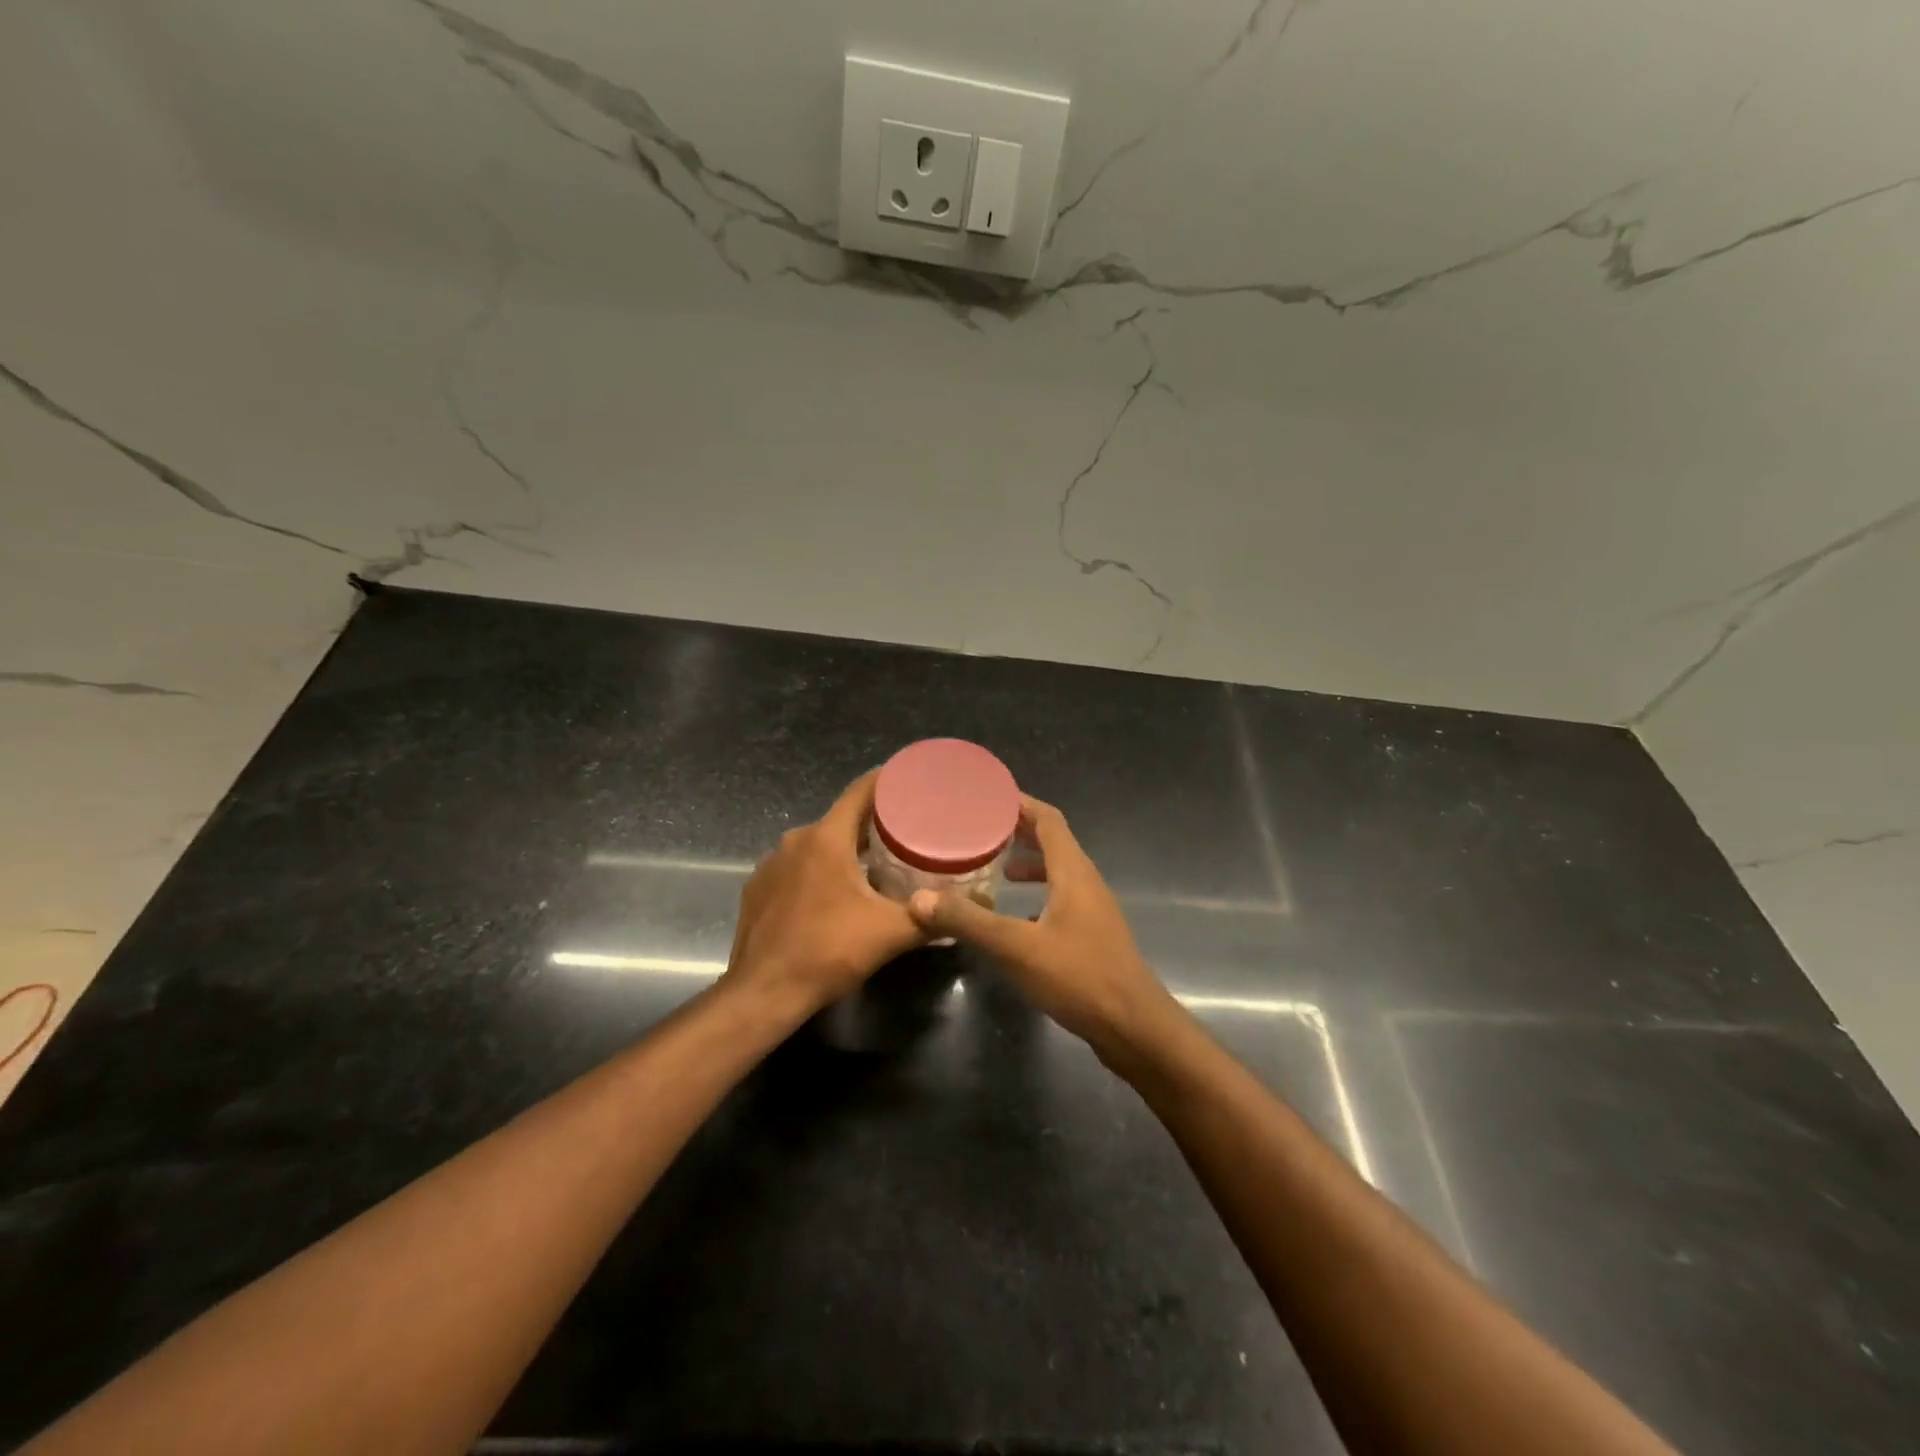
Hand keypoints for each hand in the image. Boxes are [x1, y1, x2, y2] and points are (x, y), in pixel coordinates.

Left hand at [721, 769, 926, 1017]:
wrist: (763, 992)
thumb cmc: (828, 951)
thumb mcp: (890, 934)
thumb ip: (932, 919)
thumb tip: (973, 912)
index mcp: (826, 838)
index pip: (861, 791)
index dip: (888, 781)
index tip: (912, 781)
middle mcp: (796, 840)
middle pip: (841, 818)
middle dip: (874, 823)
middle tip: (908, 833)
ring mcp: (772, 863)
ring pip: (818, 844)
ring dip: (845, 850)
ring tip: (877, 865)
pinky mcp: (758, 888)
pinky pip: (796, 867)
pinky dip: (818, 871)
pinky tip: (835, 895)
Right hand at [906, 795, 1173, 1053]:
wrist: (1134, 1028)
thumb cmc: (1079, 977)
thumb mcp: (1016, 948)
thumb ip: (968, 921)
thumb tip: (917, 899)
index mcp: (1073, 872)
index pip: (1048, 819)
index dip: (1020, 803)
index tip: (988, 796)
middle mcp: (1086, 882)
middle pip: (1053, 842)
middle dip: (1019, 831)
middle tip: (981, 829)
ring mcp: (1093, 910)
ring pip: (1058, 873)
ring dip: (1029, 864)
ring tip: (995, 870)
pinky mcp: (1092, 936)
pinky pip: (1061, 900)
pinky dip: (1037, 896)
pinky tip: (1015, 918)